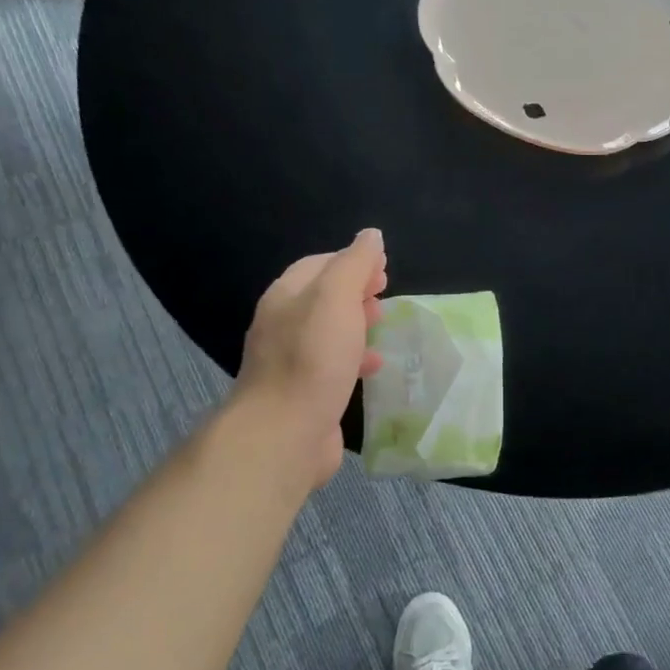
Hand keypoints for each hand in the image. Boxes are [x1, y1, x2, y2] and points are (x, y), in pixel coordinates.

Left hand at [231, 229, 387, 489]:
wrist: (284, 433)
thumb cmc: (313, 358)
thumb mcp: (337, 298)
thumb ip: (355, 264)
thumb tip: (371, 236)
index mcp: (286, 296)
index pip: (319, 264)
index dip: (352, 260)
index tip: (385, 268)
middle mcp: (283, 324)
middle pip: (322, 296)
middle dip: (355, 290)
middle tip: (386, 293)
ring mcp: (291, 361)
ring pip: (328, 331)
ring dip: (357, 323)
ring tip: (384, 323)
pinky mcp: (304, 392)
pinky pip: (332, 364)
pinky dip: (355, 356)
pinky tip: (374, 365)